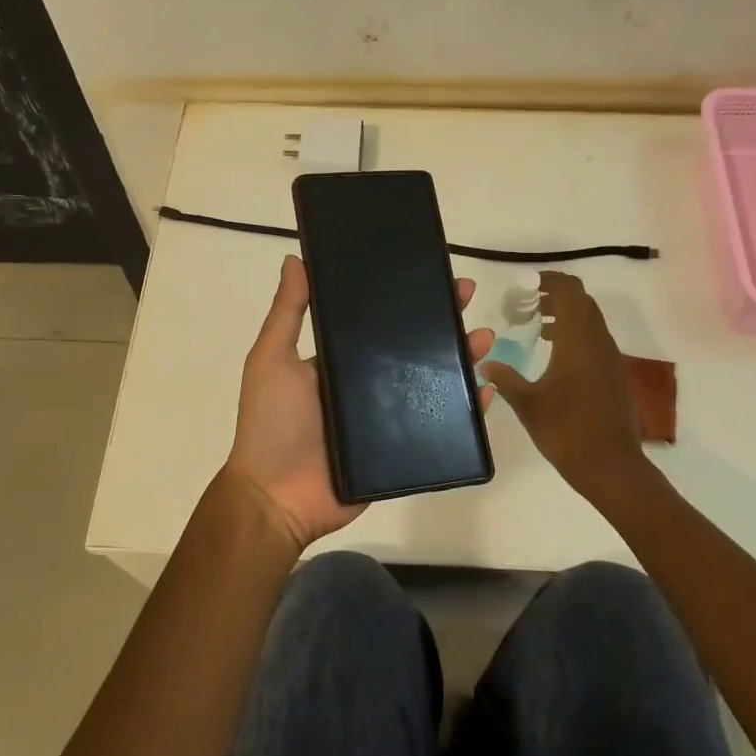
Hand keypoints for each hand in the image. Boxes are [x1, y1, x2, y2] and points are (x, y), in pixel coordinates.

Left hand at [224, 254, 494, 550]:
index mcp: (341, 360)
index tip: (431, 272)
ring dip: (462, 358)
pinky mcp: (403, 449)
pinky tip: (485, 392)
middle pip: (415, 346)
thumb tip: (296, 258)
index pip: (380, 321)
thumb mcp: (271, 359)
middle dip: (443, 319)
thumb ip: (287, 312)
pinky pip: (442, 426)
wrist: (277, 498)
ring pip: (435, 382)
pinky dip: (467, 410)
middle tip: (467, 295)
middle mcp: (368, 384)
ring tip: (484, 339)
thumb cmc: (271, 423)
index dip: (406, 297)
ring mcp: (388, 418)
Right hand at [481, 271, 644, 496]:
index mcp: (577, 340)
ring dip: (566, 315)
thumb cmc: (566, 430)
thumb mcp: (527, 404)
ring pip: (591, 321)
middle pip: (582, 302)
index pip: (570, 292)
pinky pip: (595, 340)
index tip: (526, 284)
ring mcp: (610, 358)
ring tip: (537, 325)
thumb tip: (485, 364)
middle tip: (527, 303)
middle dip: (556, 295)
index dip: (550, 280)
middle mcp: (598, 342)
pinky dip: (576, 334)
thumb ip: (505, 379)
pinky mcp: (614, 375)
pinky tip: (555, 354)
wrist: (611, 466)